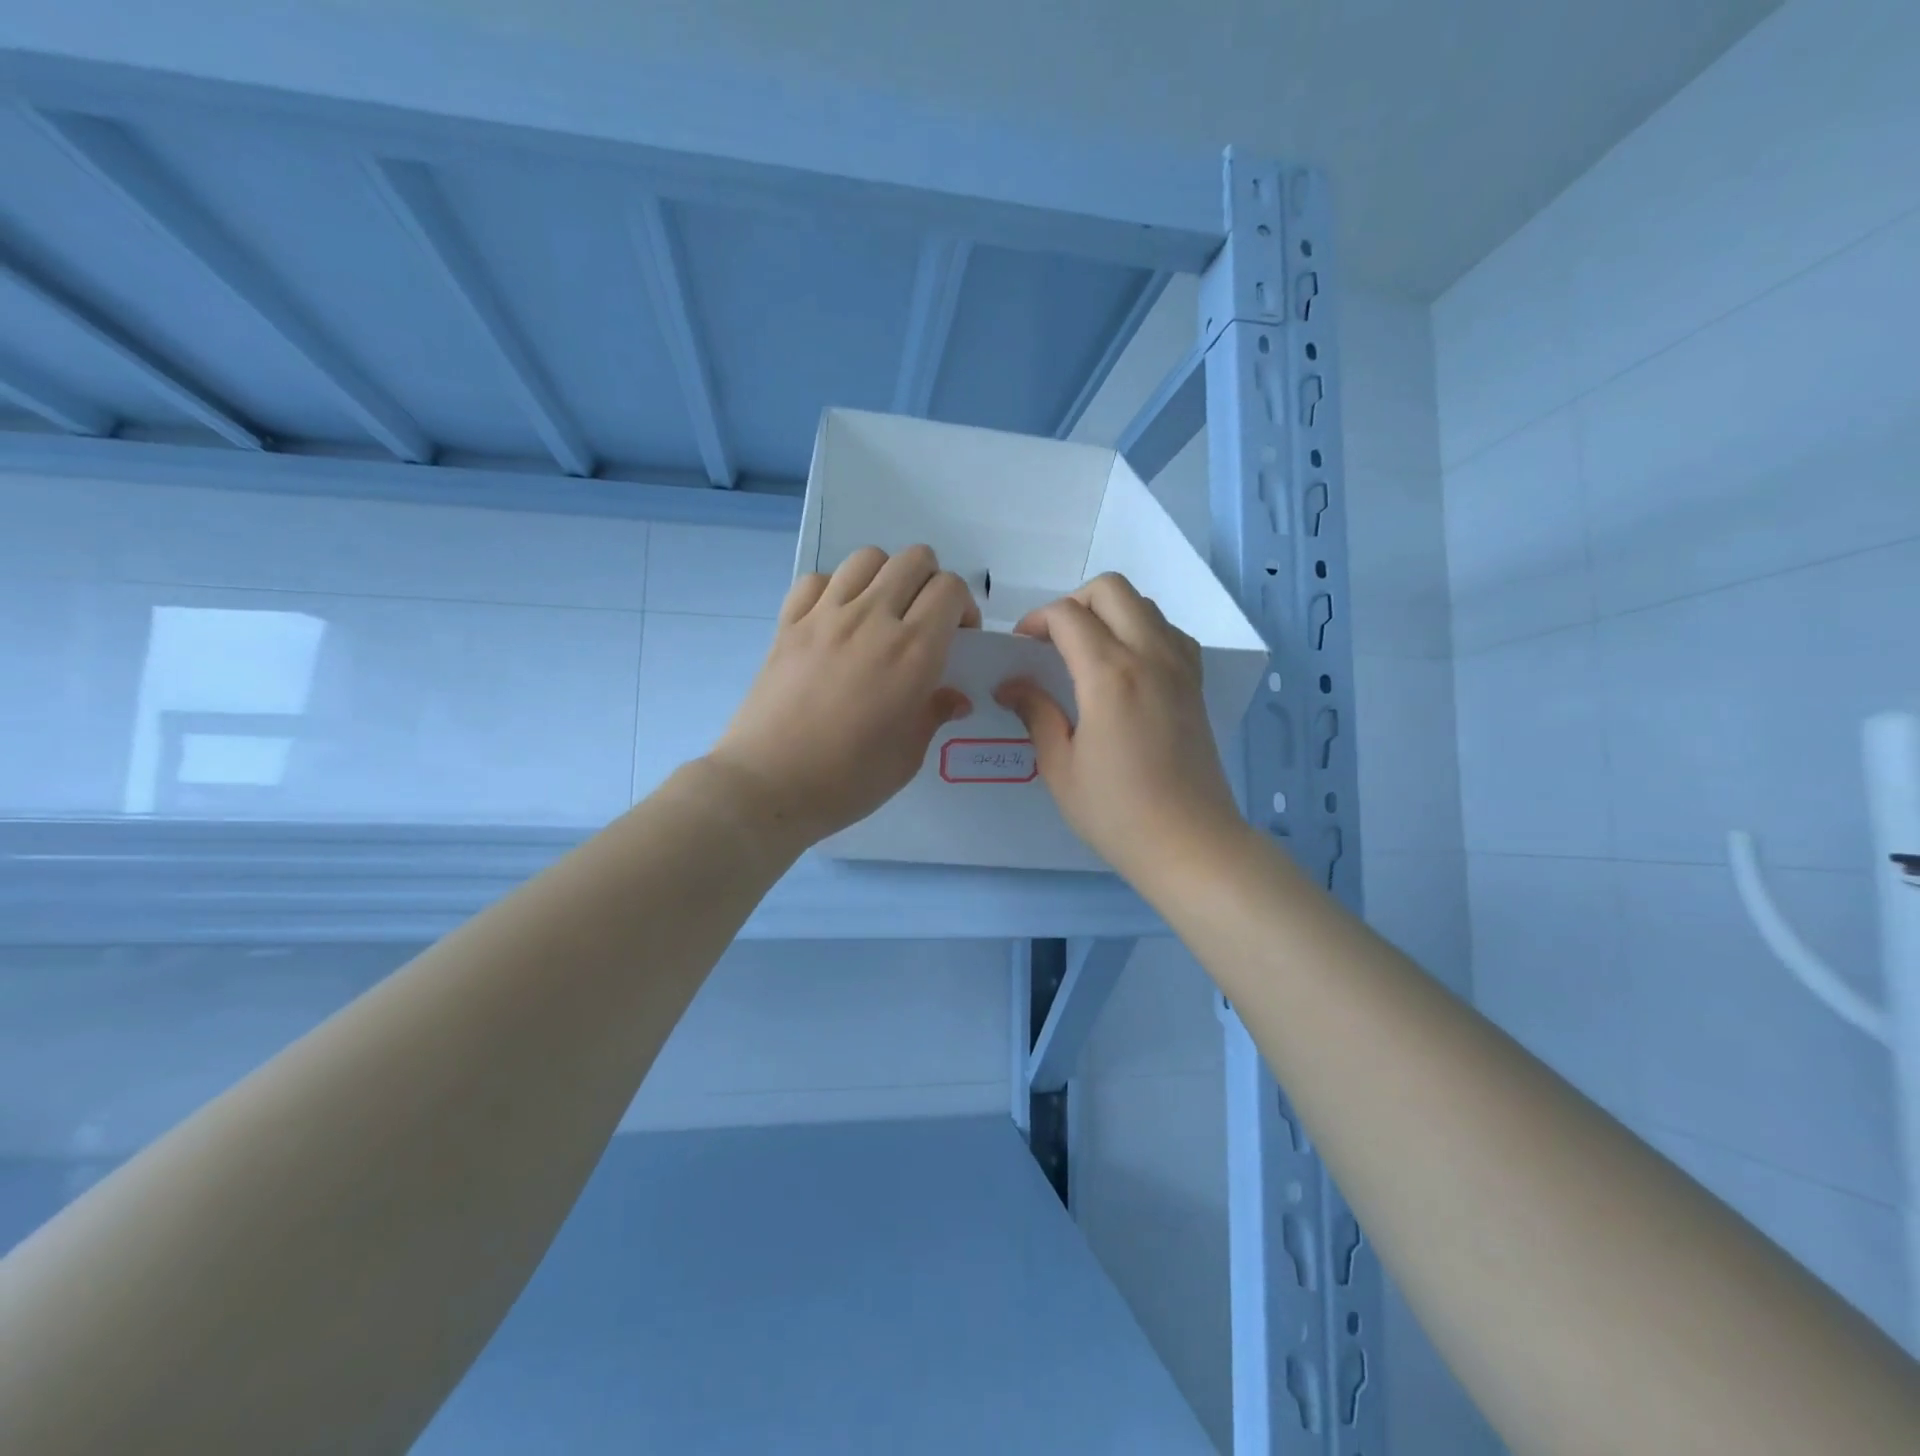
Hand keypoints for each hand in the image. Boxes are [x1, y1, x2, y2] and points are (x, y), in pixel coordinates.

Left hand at [707, 545, 977, 851]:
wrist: (768, 786)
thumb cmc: (848, 779)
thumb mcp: (908, 755)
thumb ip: (934, 714)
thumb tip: (955, 697)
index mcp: (913, 651)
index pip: (950, 589)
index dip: (963, 607)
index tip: (958, 639)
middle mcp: (872, 619)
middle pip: (914, 559)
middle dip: (930, 582)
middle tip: (924, 621)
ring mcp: (824, 616)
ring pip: (866, 558)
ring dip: (885, 577)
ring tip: (881, 613)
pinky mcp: (788, 624)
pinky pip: (817, 579)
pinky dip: (834, 588)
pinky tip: (835, 620)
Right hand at [995, 573, 1246, 885]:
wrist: (1190, 844)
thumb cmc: (1116, 813)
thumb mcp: (1060, 767)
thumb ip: (1036, 714)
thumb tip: (1010, 686)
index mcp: (1109, 675)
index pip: (1067, 615)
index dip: (1036, 621)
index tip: (1020, 648)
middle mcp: (1149, 655)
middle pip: (1111, 589)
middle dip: (1073, 602)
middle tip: (1053, 641)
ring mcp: (1179, 667)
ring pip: (1144, 604)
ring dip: (1109, 613)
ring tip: (1086, 652)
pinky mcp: (1195, 684)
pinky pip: (1169, 632)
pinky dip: (1143, 630)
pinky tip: (1126, 667)